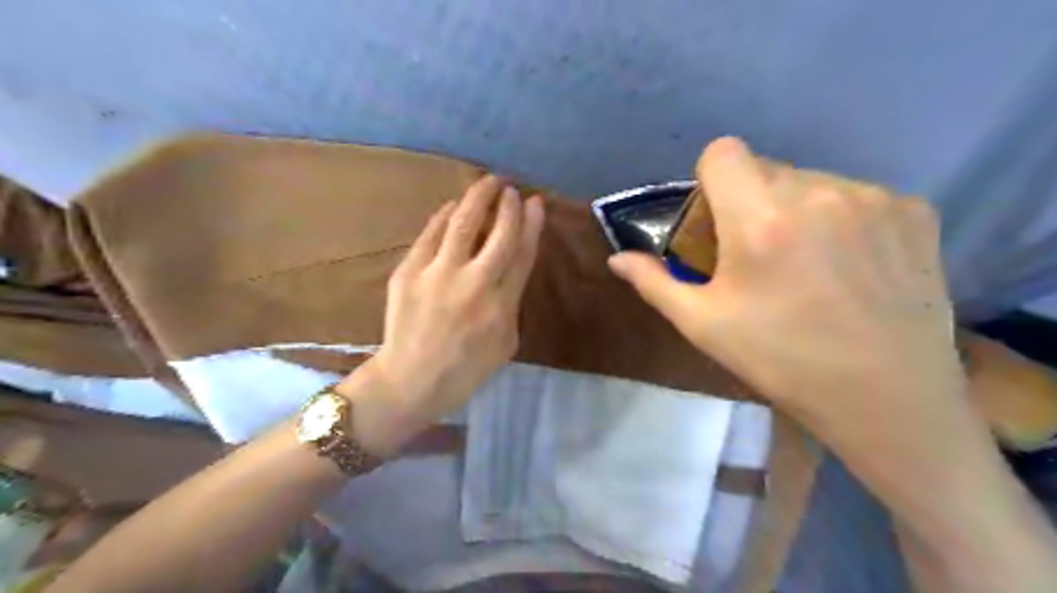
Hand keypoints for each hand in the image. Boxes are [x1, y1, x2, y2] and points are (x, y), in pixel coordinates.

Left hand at [341, 176, 539, 452]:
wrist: (411, 380)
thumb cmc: (465, 369)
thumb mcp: (506, 342)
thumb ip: (512, 302)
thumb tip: (509, 267)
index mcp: (501, 306)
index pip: (522, 254)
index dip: (531, 224)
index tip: (536, 203)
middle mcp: (473, 285)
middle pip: (498, 233)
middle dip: (508, 205)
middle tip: (512, 189)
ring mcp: (438, 275)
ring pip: (463, 224)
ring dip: (478, 198)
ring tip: (487, 182)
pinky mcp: (409, 272)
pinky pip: (430, 235)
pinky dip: (444, 216)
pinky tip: (453, 206)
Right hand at [612, 136, 962, 432]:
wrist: (884, 397)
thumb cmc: (779, 360)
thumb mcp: (703, 325)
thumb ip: (654, 282)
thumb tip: (617, 259)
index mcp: (758, 219)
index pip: (722, 152)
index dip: (710, 179)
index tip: (716, 219)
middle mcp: (816, 192)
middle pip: (765, 168)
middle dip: (750, 199)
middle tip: (758, 252)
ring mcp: (872, 198)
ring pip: (812, 181)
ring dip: (797, 209)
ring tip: (808, 263)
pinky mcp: (914, 211)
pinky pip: (857, 196)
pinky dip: (843, 219)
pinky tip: (852, 266)